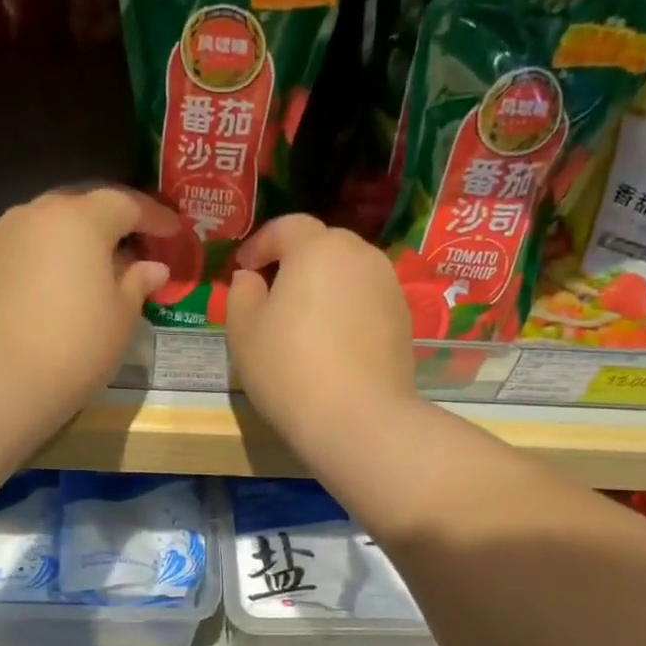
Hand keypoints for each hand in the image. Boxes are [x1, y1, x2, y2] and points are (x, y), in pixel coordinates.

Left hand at [0, 186, 176, 419]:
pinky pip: (32, 246)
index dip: (154, 217)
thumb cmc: (76, 344)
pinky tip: (68, 284)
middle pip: (85, 207)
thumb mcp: (121, 316)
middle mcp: (39, 213)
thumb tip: (154, 268)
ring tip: (104, 268)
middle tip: (139, 246)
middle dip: (114, 223)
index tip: (174, 231)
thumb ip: (139, 283)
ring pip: (54, 225)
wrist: (0, 380)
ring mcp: (6, 235)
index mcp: (80, 218)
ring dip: (82, 240)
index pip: (125, 204)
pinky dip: (55, 256)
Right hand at [226, 215, 418, 455]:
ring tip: (304, 321)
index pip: (286, 227)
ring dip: (324, 285)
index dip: (260, 244)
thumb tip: (252, 278)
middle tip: (273, 294)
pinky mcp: (403, 319)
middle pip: (322, 245)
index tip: (244, 269)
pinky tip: (333, 343)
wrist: (358, 419)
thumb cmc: (289, 369)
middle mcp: (359, 255)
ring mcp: (388, 286)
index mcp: (317, 248)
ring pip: (348, 272)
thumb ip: (242, 293)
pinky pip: (366, 300)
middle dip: (295, 261)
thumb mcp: (244, 331)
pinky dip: (347, 309)